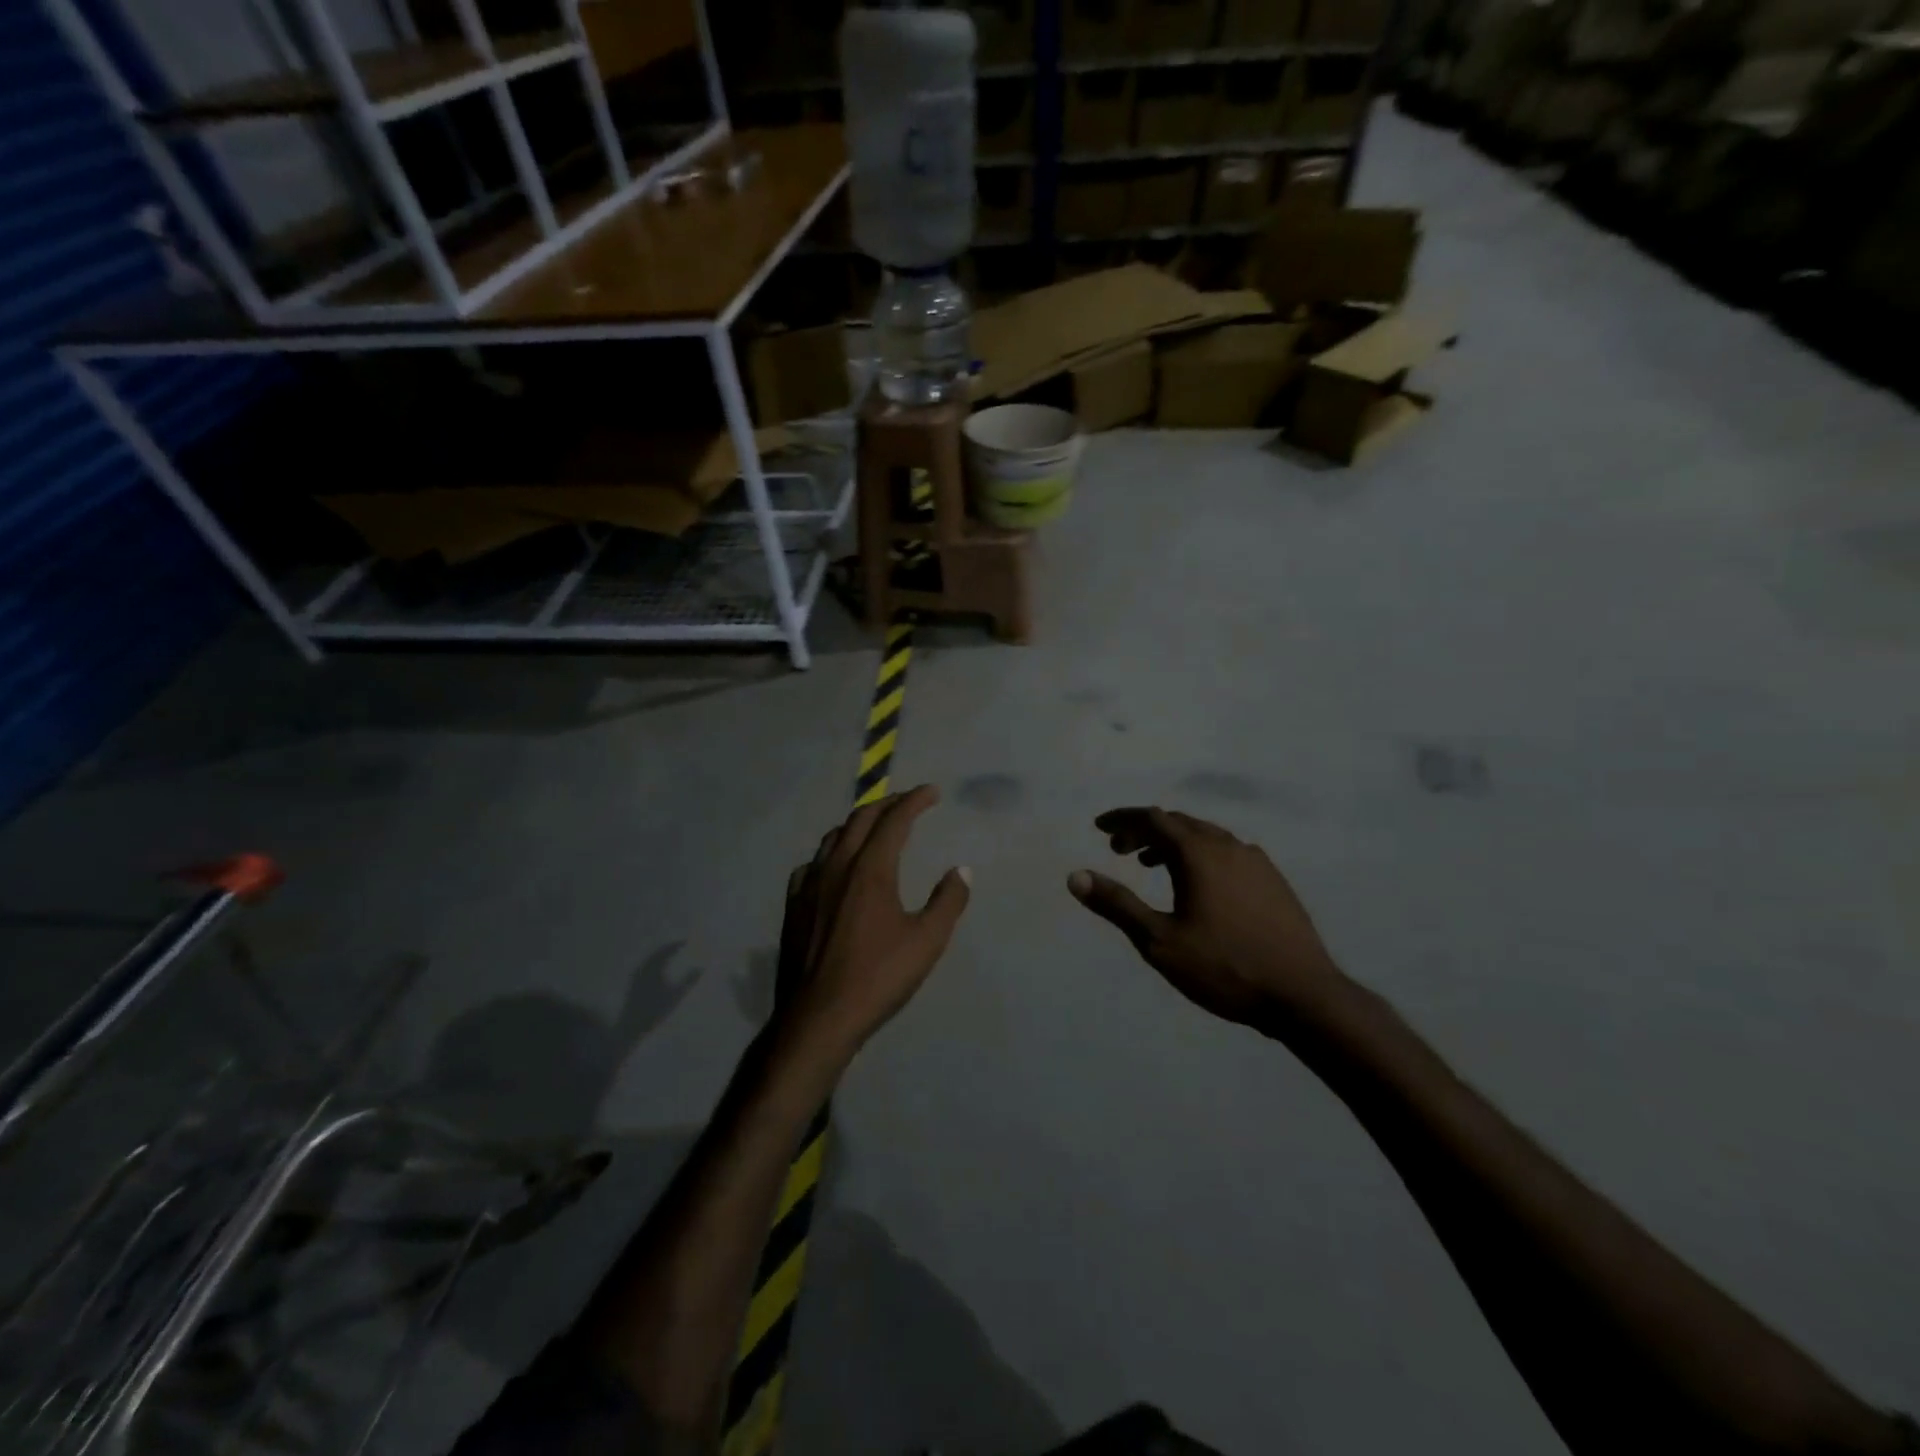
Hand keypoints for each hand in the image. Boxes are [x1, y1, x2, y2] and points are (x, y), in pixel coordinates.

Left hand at [774, 786, 971, 1058]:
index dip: (914, 801)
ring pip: (833, 838)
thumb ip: (948, 901)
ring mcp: (810, 885)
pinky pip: (812, 864)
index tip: (931, 792)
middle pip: (860, 819)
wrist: (819, 1017)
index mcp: (870, 870)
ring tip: (873, 827)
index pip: (894, 821)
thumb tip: (961, 870)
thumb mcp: (927, 941)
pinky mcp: (794, 906)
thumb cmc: (878, 977)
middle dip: (886, 804)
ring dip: (857, 824)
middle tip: (907, 802)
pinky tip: (834, 867)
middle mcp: (837, 867)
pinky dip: (831, 853)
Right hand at [1068, 807, 1346, 1028]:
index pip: (1153, 818)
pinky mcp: (1274, 881)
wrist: (1303, 995)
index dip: (1123, 819)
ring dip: (1173, 843)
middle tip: (1119, 849)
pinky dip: (1201, 855)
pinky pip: (1228, 852)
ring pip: (1206, 837)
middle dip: (1145, 831)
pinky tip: (1200, 884)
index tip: (1100, 827)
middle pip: (1179, 823)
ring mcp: (1257, 862)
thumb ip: (1117, 904)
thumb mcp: (1159, 941)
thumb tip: (1075, 876)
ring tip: (1152, 865)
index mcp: (1199, 853)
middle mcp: (1228, 846)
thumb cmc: (1224, 967)